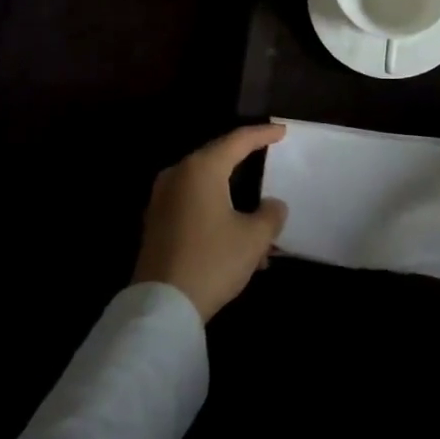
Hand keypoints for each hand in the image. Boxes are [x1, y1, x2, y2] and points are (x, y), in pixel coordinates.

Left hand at [134, 124, 288, 322]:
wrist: (161, 307)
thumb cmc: (212, 261)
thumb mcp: (253, 238)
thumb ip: (271, 214)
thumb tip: (273, 205)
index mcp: (202, 168)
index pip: (238, 140)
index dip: (262, 135)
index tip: (282, 131)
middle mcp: (178, 175)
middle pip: (218, 159)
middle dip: (247, 163)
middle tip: (269, 157)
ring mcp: (163, 199)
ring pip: (207, 186)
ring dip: (234, 197)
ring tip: (261, 217)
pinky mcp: (157, 223)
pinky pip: (194, 204)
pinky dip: (217, 211)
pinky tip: (238, 238)